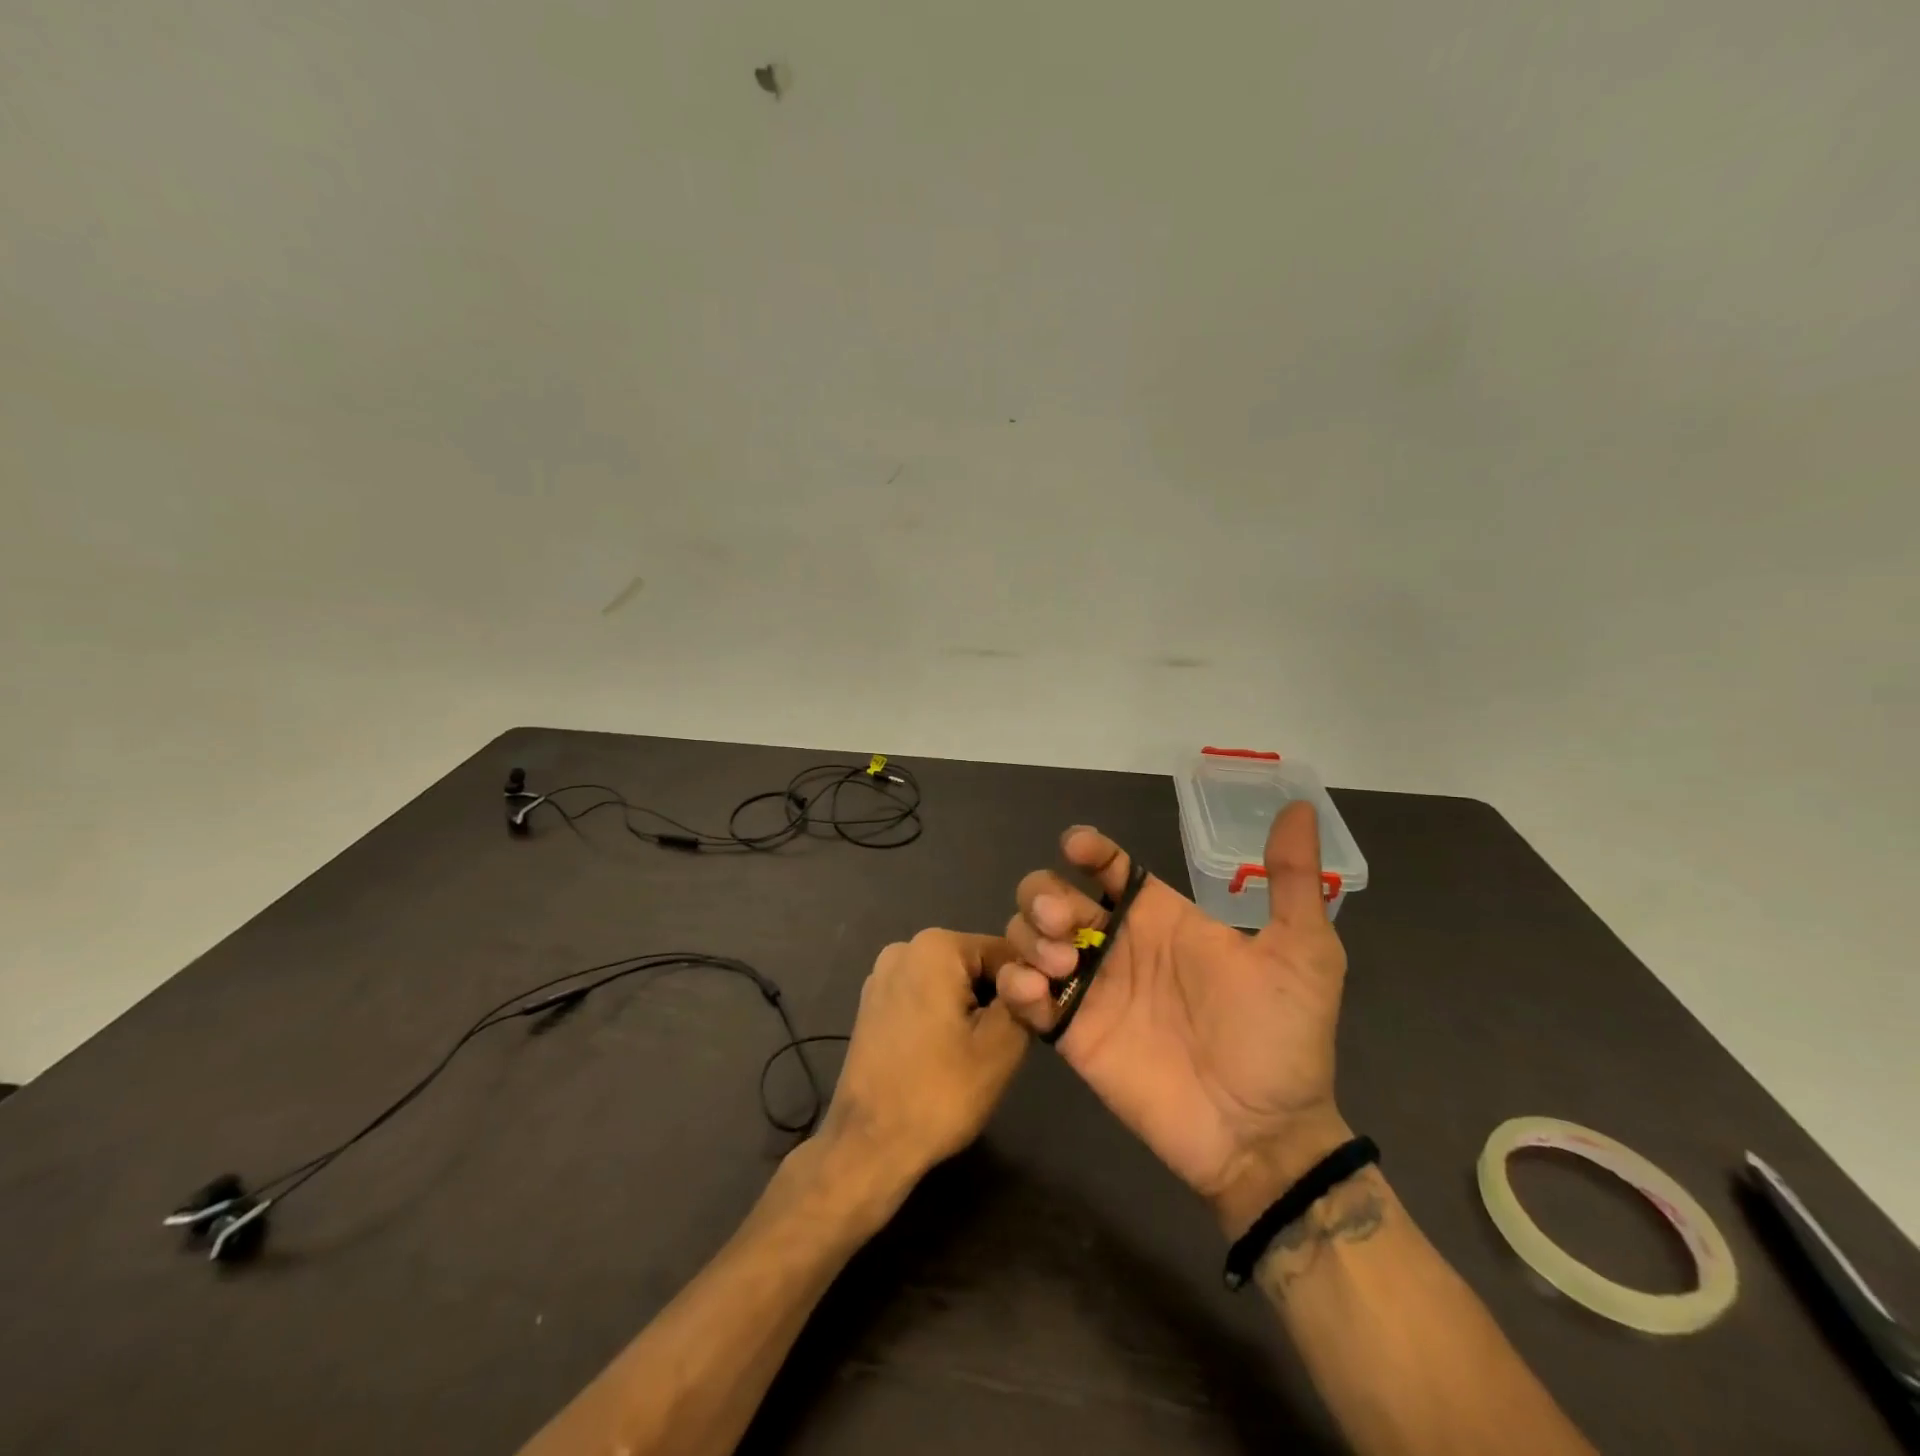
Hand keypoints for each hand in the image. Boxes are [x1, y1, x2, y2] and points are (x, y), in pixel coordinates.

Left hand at [817, 929, 1028, 1199]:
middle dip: (995, 999)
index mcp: (935, 946)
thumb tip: (1039, 975)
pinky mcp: (872, 1005)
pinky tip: (943, 1057)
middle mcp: (904, 948)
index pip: (1005, 952)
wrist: (869, 1144)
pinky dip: (941, 1018)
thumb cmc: (940, 1091)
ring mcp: (882, 976)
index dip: (1027, 987)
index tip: (1033, 1025)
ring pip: (950, 983)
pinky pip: (924, 998)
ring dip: (969, 1011)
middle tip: (1002, 1047)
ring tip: (972, 1056)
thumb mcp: (1001, 1045)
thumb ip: (1026, 999)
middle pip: (975, 964)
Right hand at [996, 804, 1351, 1235]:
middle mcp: (1117, 944)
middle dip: (1044, 894)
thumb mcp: (1303, 953)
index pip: (1106, 865)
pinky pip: (1022, 997)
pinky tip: (1036, 995)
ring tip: (1061, 967)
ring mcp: (1090, 989)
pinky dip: (1015, 985)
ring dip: (1028, 937)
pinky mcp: (1070, 1034)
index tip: (1078, 848)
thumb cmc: (1282, 1040)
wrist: (1263, 1135)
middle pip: (1052, 894)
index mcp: (1160, 917)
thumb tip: (1298, 804)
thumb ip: (1292, 880)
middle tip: (1064, 923)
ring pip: (1028, 936)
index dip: (1086, 847)